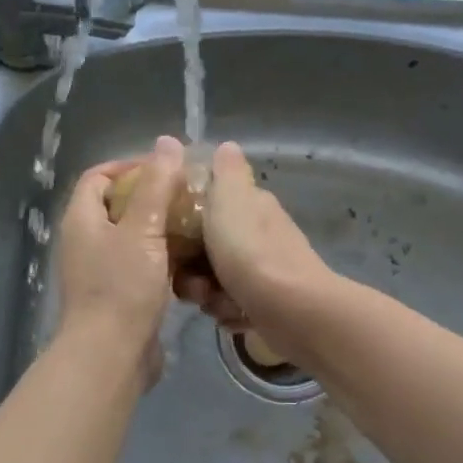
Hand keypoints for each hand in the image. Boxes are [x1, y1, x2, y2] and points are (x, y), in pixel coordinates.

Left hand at [57, 137, 186, 352]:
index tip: (166, 168)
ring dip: (162, 230)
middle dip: (153, 198)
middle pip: (118, 206)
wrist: (111, 355)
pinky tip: (192, 263)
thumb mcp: (143, 230)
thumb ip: (157, 185)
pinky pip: (142, 266)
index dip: (130, 166)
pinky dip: (164, 259)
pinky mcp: (118, 295)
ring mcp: (101, 270)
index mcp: (82, 219)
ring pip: (133, 238)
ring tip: (197, 226)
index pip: (99, 176)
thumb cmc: (122, 287)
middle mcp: (86, 241)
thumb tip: (168, 143)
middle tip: (189, 196)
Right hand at [173, 141, 331, 356]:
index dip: (183, 222)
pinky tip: (234, 317)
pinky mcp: (266, 303)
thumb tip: (227, 145)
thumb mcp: (231, 201)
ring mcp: (264, 270)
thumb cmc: (251, 253)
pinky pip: (231, 305)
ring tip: (215, 301)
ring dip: (209, 295)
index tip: (169, 237)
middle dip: (193, 268)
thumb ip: (225, 173)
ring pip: (215, 280)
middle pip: (206, 248)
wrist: (293, 311)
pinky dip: (229, 313)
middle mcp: (259, 234)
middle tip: (192, 281)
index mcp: (251, 206)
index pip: (206, 206)